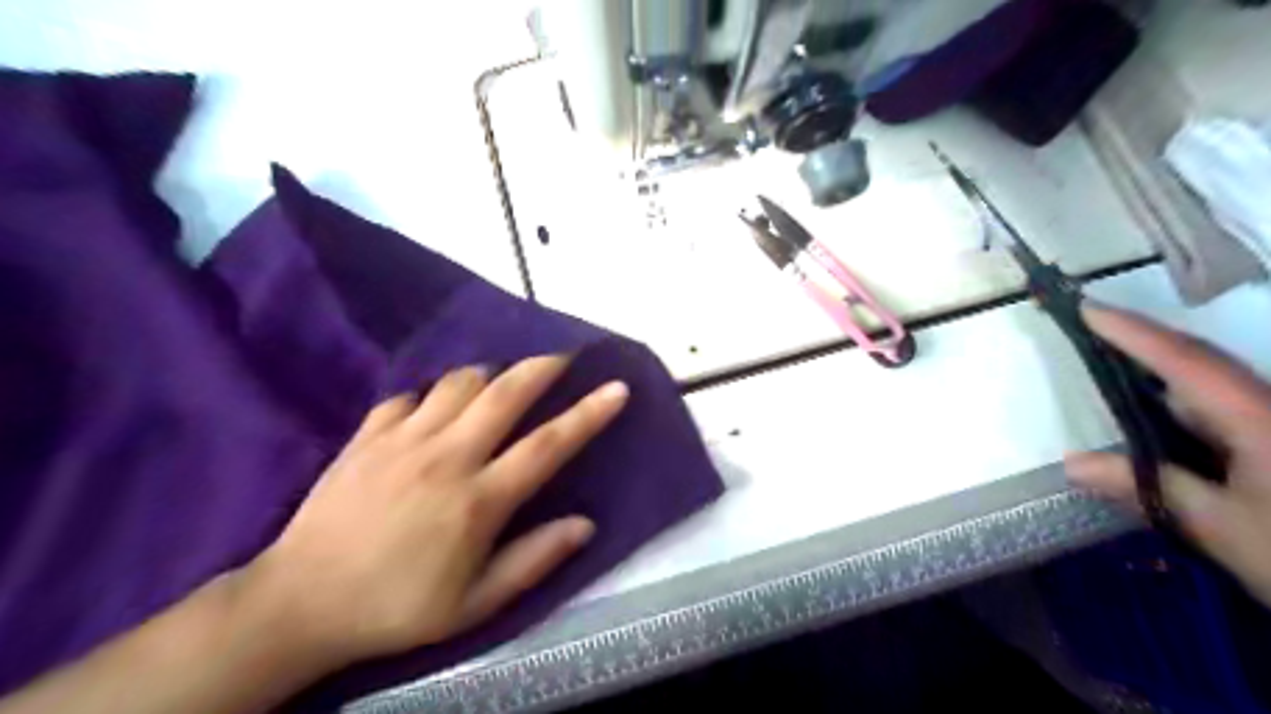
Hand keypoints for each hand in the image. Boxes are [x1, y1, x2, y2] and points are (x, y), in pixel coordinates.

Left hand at [238, 357, 626, 667]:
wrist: (298, 603)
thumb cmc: (396, 607)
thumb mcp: (474, 604)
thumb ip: (533, 560)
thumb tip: (585, 524)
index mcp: (478, 500)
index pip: (548, 445)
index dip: (589, 414)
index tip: (618, 388)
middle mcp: (446, 457)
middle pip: (505, 393)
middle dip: (542, 366)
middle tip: (563, 355)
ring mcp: (403, 440)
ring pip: (458, 383)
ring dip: (488, 375)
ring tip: (500, 383)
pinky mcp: (367, 435)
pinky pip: (409, 396)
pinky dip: (432, 395)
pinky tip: (435, 409)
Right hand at [1065, 307, 1270, 608]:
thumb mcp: (1223, 527)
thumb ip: (1149, 488)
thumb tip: (1073, 463)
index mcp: (1258, 418)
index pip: (1184, 360)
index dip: (1132, 332)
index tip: (1084, 307)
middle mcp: (1268, 410)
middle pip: (1199, 365)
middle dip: (1142, 345)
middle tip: (1087, 334)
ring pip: (1210, 392)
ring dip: (1157, 380)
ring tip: (1106, 373)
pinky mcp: (1270, 447)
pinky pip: (1220, 415)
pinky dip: (1179, 413)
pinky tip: (1152, 426)